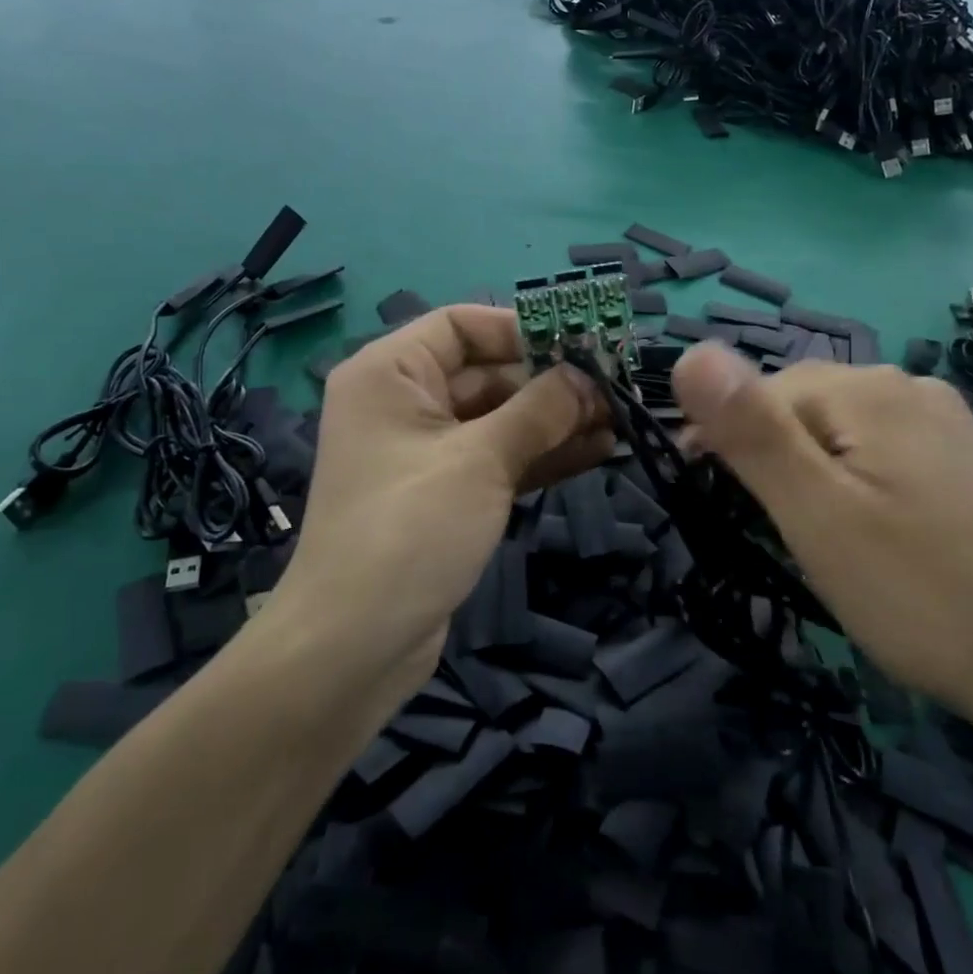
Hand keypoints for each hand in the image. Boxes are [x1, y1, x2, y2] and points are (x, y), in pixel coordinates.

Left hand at [269, 305, 613, 697]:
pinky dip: (542, 455)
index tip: (581, 343)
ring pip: (500, 419)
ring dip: (556, 420)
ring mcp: (426, 451)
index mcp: (391, 373)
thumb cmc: (409, 530)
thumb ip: (539, 409)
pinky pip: (499, 458)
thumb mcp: (480, 460)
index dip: (522, 329)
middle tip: (615, 389)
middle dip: (551, 381)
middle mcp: (404, 402)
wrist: (353, 648)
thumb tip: (587, 375)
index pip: (461, 325)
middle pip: (487, 372)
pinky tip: (597, 452)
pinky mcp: (445, 493)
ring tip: (619, 421)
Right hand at [670, 343, 972, 742]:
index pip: (757, 393)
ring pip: (842, 433)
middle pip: (801, 407)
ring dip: (812, 475)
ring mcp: (948, 426)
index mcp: (865, 390)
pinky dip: (858, 486)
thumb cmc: (924, 596)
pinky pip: (884, 455)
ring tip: (821, 543)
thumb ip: (750, 431)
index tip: (714, 510)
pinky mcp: (970, 465)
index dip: (722, 446)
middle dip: (770, 461)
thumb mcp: (816, 515)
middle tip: (776, 537)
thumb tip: (688, 351)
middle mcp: (908, 389)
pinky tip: (878, 537)